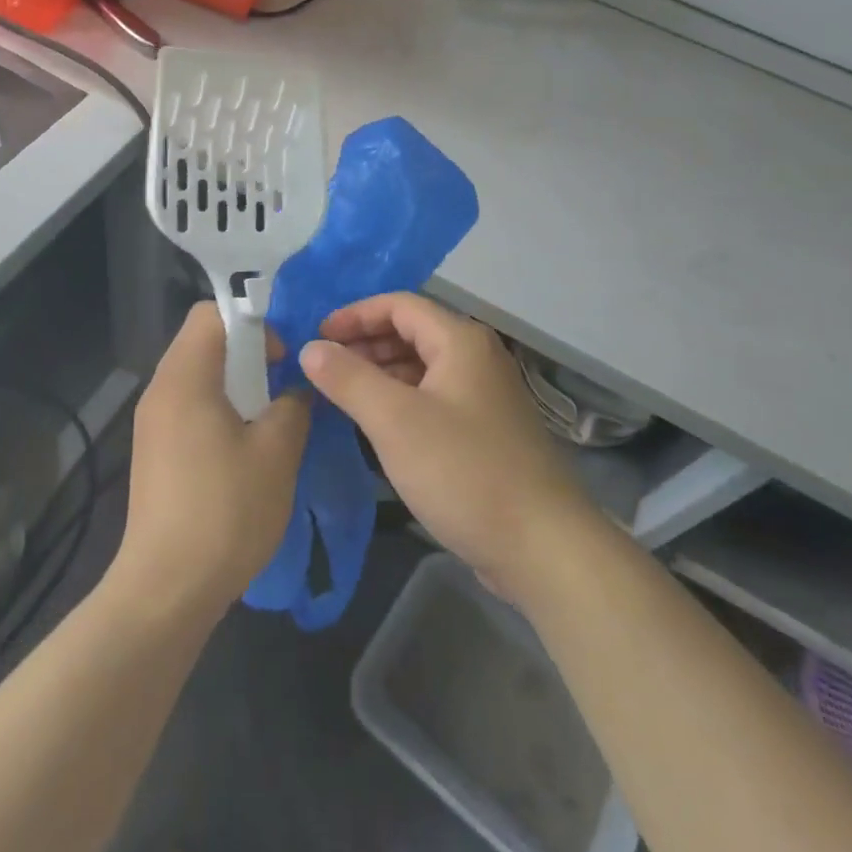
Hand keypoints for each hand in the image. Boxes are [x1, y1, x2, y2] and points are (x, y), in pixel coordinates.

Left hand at [113, 303, 310, 620]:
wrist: (166, 589)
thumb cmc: (225, 511)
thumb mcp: (276, 452)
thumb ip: (293, 405)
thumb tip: (296, 389)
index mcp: (184, 378)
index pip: (211, 313)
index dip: (252, 321)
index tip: (281, 355)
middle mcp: (160, 390)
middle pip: (203, 342)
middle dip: (248, 352)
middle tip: (283, 382)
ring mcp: (152, 423)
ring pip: (197, 376)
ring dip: (236, 383)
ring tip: (271, 416)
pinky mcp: (154, 452)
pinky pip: (189, 407)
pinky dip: (220, 409)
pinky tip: (246, 448)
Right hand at [299, 293, 598, 603]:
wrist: (542, 546)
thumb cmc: (464, 472)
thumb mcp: (395, 421)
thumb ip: (348, 378)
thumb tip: (310, 347)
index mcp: (460, 341)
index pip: (398, 305)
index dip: (354, 314)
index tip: (316, 336)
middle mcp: (476, 358)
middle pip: (412, 332)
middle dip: (364, 343)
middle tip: (322, 367)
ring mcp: (484, 395)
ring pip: (422, 367)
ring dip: (380, 372)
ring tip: (341, 393)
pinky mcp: (485, 431)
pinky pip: (433, 397)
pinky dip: (401, 399)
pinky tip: (377, 423)